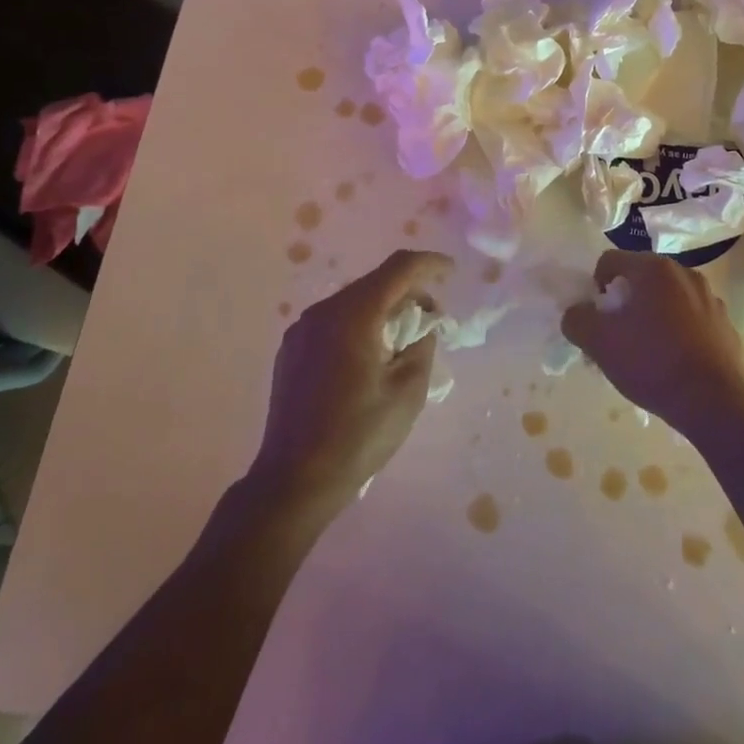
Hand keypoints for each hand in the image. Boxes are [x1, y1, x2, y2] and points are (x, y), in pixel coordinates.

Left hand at [250, 248, 452, 511]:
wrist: (294, 480)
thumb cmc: (358, 436)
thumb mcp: (407, 392)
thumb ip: (422, 345)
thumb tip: (422, 325)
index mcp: (354, 314)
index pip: (399, 268)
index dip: (429, 263)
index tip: (452, 272)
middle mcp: (324, 310)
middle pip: (375, 282)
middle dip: (408, 292)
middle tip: (432, 319)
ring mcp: (302, 329)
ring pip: (353, 301)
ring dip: (383, 309)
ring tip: (402, 341)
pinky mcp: (291, 349)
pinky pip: (334, 321)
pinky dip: (359, 324)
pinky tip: (369, 356)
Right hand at [562, 249, 743, 437]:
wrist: (714, 403)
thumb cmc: (652, 363)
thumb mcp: (599, 343)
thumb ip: (577, 319)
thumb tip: (577, 313)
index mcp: (654, 269)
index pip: (610, 261)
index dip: (596, 287)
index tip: (599, 318)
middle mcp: (685, 273)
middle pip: (641, 279)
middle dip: (626, 302)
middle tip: (619, 336)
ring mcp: (711, 298)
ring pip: (669, 299)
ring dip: (653, 315)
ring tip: (648, 353)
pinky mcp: (726, 325)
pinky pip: (692, 319)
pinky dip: (679, 331)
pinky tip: (675, 362)